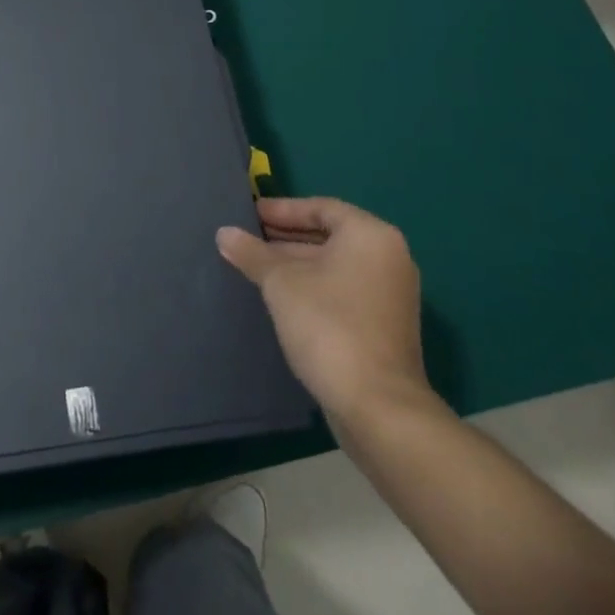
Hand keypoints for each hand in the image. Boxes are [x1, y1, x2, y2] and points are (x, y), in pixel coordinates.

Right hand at [217, 196, 434, 431]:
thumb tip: (224, 233)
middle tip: (248, 239)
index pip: (321, 208)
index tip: (250, 214)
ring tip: (255, 267)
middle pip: (329, 236)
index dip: (282, 209)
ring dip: (296, 264)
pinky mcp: (385, 327)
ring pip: (335, 266)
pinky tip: (280, 297)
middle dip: (285, 238)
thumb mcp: (280, 282)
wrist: (378, 407)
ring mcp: (390, 295)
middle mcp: (388, 258)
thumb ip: (252, 253)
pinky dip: (313, 287)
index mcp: (370, 236)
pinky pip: (343, 291)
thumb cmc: (328, 325)